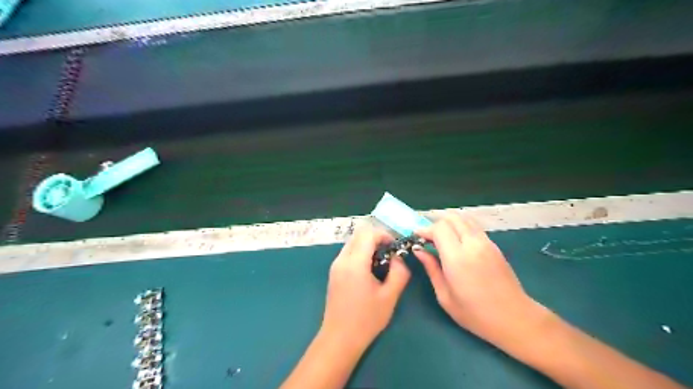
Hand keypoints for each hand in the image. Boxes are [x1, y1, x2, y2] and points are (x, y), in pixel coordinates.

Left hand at [320, 223, 410, 346]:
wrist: (339, 339)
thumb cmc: (366, 319)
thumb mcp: (389, 296)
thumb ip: (399, 272)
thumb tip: (398, 258)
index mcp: (354, 263)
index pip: (368, 234)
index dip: (384, 235)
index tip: (396, 246)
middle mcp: (341, 259)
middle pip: (358, 234)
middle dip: (376, 238)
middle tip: (390, 252)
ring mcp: (335, 265)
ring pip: (352, 242)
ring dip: (368, 245)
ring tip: (382, 262)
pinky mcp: (334, 272)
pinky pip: (348, 253)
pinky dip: (360, 253)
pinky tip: (370, 270)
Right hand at [414, 213, 537, 346]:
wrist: (515, 319)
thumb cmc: (475, 314)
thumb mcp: (445, 296)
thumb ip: (431, 269)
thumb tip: (419, 250)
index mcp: (458, 259)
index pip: (439, 228)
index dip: (425, 229)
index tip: (417, 237)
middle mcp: (473, 245)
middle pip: (452, 218)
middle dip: (436, 223)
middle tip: (428, 237)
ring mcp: (486, 243)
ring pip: (464, 219)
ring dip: (450, 223)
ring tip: (442, 238)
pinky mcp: (494, 245)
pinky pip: (474, 227)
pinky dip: (461, 227)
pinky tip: (457, 242)